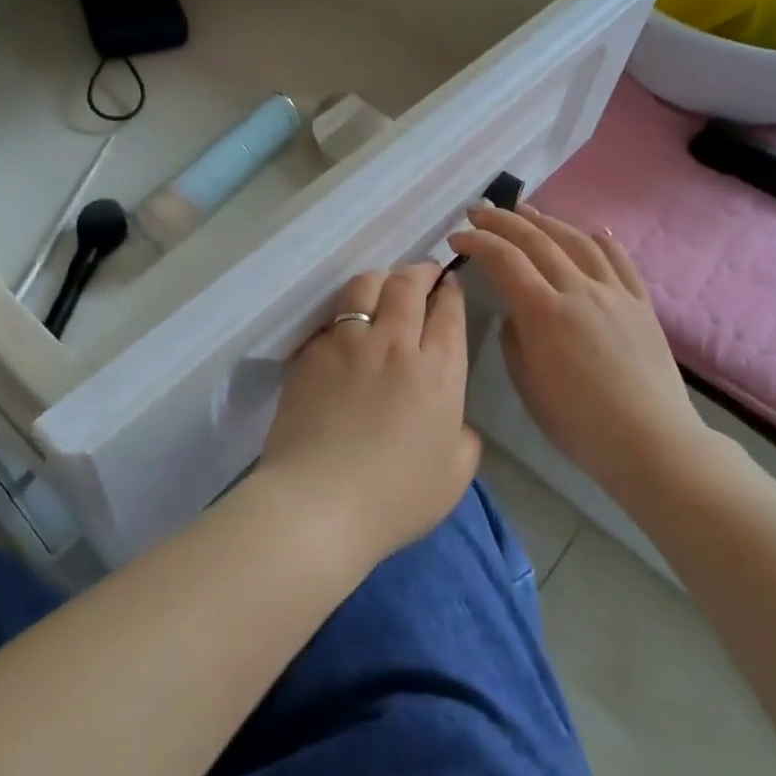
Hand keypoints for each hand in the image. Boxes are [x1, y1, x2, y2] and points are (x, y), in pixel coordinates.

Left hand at [257, 262, 479, 566]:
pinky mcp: (312, 353)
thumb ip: (463, 437)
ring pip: (366, 286)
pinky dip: (345, 314)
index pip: (449, 311)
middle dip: (420, 271)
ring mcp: (348, 343)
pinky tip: (345, 326)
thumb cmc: (396, 497)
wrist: (320, 504)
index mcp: (439, 370)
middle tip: (423, 273)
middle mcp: (395, 344)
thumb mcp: (454, 475)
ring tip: (383, 286)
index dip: (451, 291)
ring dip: (381, 279)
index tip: (450, 285)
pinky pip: (332, 318)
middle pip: (408, 285)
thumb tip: (453, 421)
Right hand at [448, 204, 713, 497]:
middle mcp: (579, 290)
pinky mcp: (641, 305)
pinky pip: (621, 262)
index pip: (504, 260)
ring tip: (526, 211)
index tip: (456, 238)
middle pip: (537, 241)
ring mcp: (615, 294)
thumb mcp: (528, 385)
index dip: (477, 243)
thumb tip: (517, 314)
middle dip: (502, 221)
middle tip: (479, 211)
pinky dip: (602, 241)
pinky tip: (593, 231)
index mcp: (544, 313)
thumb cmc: (579, 423)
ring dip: (547, 222)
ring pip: (578, 242)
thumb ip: (515, 340)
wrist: (651, 442)